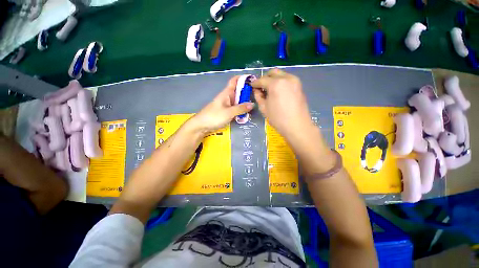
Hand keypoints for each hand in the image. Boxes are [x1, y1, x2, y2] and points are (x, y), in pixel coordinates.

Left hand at [189, 76, 253, 134]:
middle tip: (259, 95)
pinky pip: (236, 108)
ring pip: (238, 101)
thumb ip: (241, 108)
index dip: (243, 78)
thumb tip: (252, 104)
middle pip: (239, 91)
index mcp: (226, 93)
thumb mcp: (229, 112)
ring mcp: (227, 105)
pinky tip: (247, 113)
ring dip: (245, 102)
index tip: (254, 80)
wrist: (201, 125)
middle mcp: (227, 97)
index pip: (235, 80)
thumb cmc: (214, 116)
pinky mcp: (227, 112)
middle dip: (248, 92)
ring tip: (256, 104)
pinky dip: (241, 110)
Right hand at [251, 69, 314, 140]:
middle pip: (273, 72)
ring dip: (273, 79)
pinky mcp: (299, 85)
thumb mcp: (264, 108)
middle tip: (260, 87)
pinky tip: (278, 91)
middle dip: (265, 78)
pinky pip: (287, 79)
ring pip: (281, 74)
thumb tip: (256, 90)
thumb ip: (258, 96)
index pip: (262, 80)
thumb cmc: (278, 119)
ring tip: (269, 90)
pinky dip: (280, 82)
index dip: (255, 83)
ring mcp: (294, 81)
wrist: (297, 126)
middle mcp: (286, 78)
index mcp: (275, 84)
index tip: (251, 86)